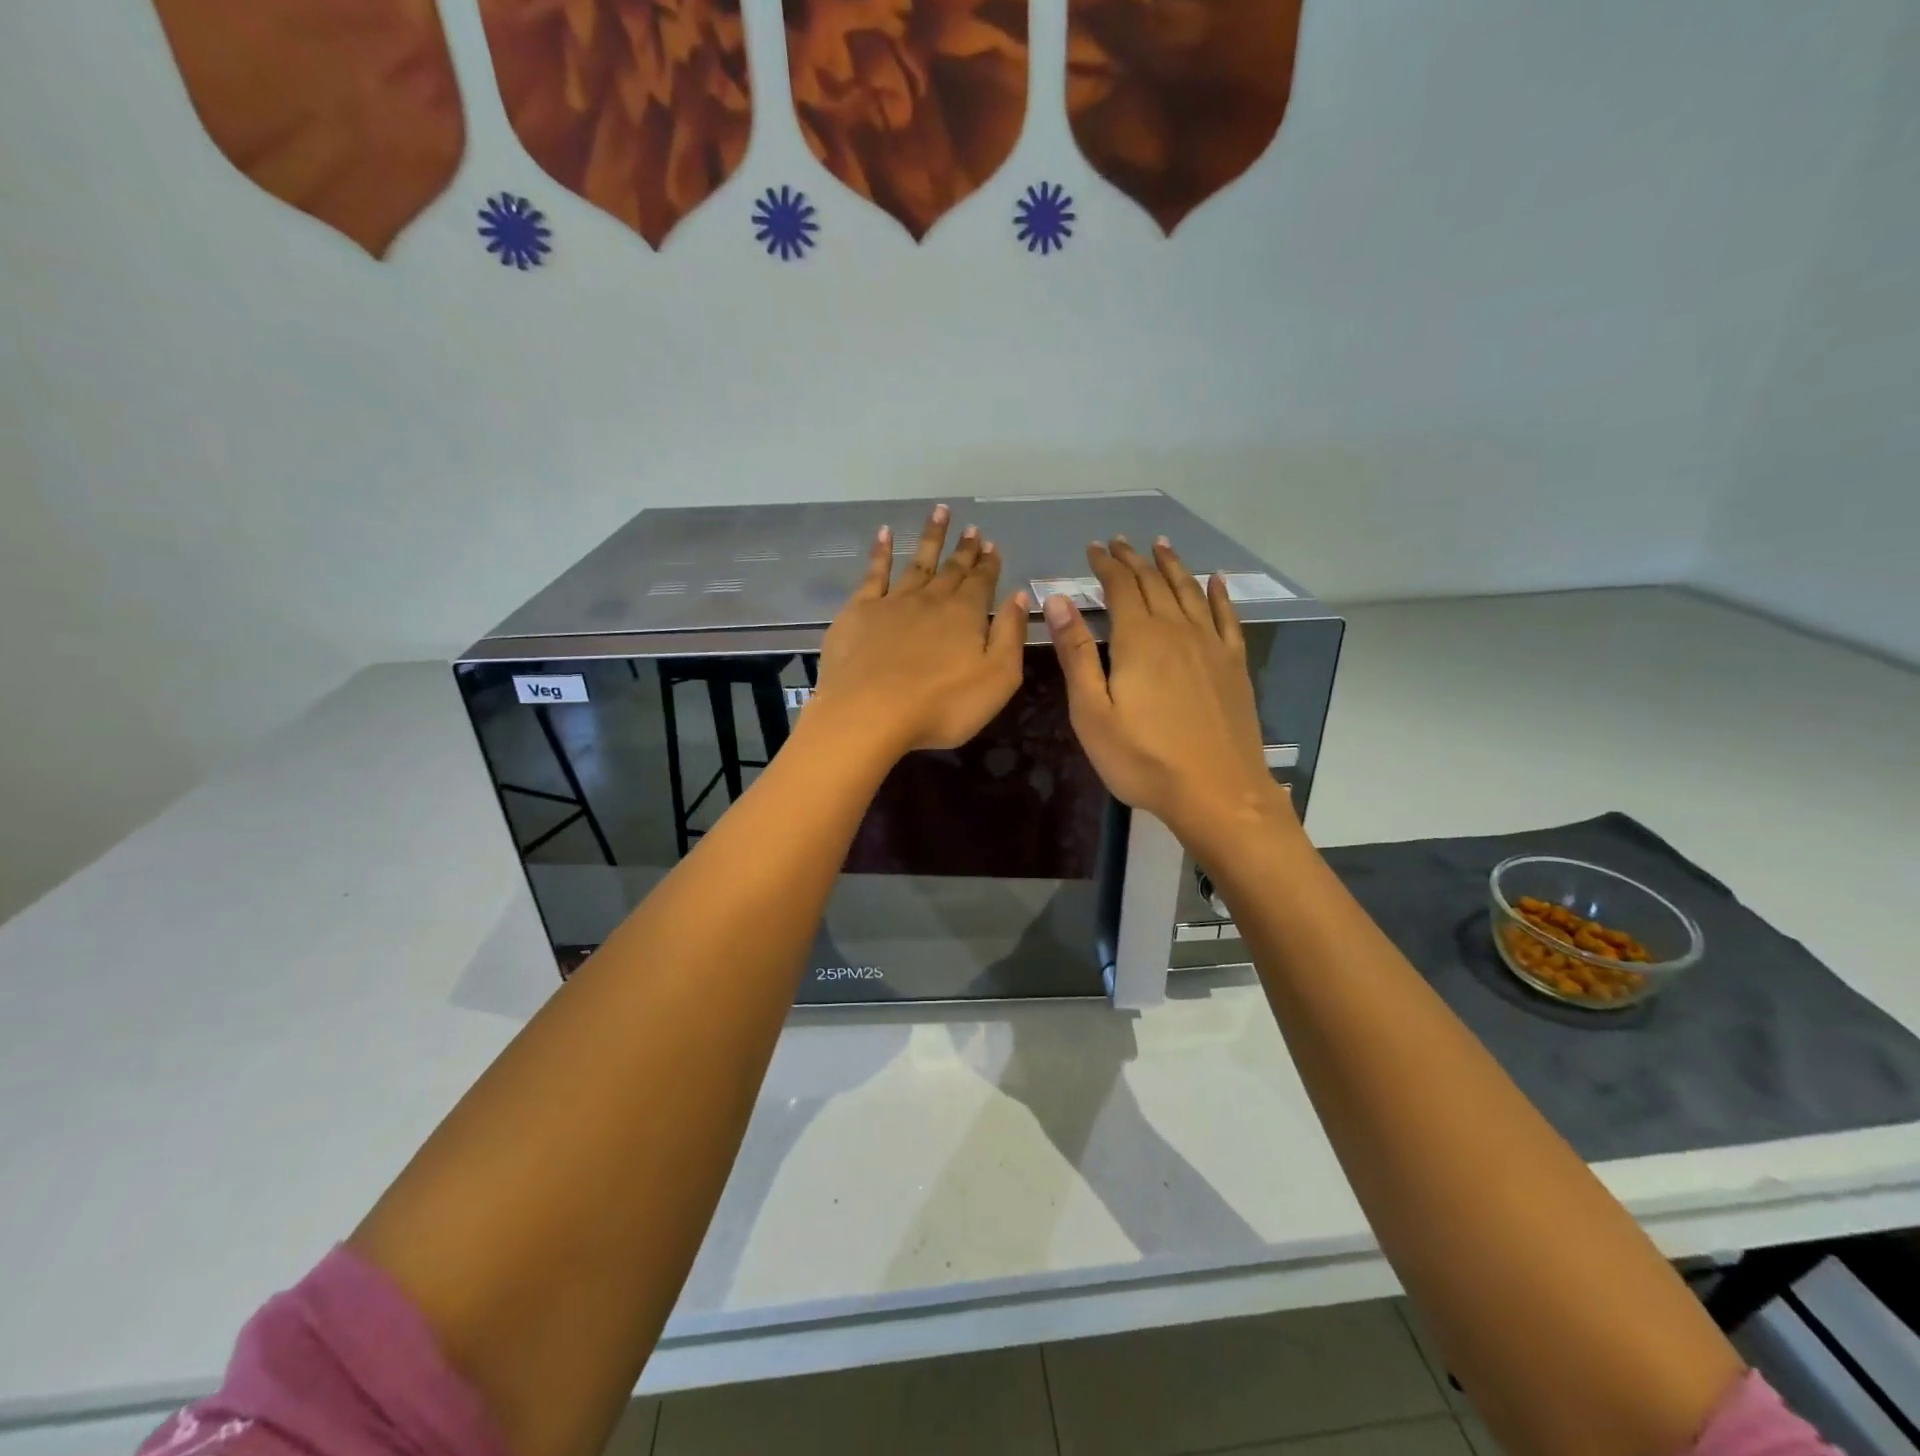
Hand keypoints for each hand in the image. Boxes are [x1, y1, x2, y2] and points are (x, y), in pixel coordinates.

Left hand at [811, 505, 1029, 756]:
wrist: (869, 713)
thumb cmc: (941, 706)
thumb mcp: (997, 678)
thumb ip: (1010, 634)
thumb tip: (1019, 596)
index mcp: (966, 615)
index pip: (982, 582)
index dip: (988, 564)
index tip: (992, 544)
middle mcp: (931, 600)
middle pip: (952, 570)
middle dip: (964, 549)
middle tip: (972, 528)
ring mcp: (893, 602)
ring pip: (917, 562)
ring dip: (931, 538)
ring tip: (940, 512)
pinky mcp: (859, 612)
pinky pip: (873, 573)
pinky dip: (881, 551)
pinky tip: (885, 533)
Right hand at [1044, 537, 1291, 849]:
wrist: (1216, 791)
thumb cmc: (1143, 759)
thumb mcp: (1092, 712)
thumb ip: (1076, 654)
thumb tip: (1059, 599)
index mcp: (1139, 639)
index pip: (1121, 587)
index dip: (1106, 565)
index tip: (1093, 548)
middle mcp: (1177, 630)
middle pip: (1154, 583)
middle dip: (1134, 560)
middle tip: (1120, 542)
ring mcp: (1211, 646)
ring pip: (1190, 592)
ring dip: (1172, 566)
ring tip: (1161, 546)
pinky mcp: (1234, 666)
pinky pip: (1227, 617)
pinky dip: (1219, 594)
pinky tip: (1215, 581)